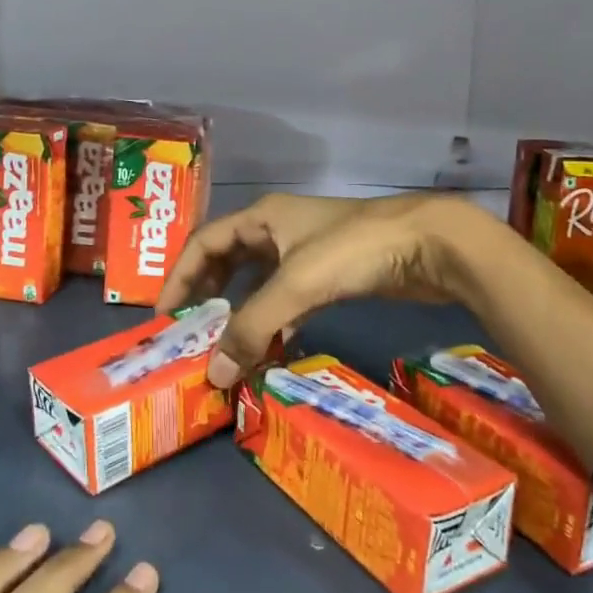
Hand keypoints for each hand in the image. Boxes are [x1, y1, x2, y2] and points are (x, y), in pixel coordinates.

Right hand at [156, 191, 486, 386]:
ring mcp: (306, 252)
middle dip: (207, 295)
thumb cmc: (353, 250)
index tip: (163, 317)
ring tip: (226, 349)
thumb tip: (213, 375)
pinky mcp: (331, 275)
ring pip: (260, 283)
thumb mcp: (295, 284)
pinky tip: (272, 349)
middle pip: (228, 261)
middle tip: (191, 333)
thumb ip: (251, 327)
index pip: (203, 243)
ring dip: (242, 313)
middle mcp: (278, 230)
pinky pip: (289, 299)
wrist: (429, 244)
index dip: (179, 277)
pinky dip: (275, 322)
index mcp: (262, 218)